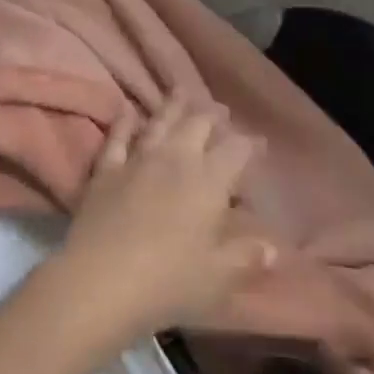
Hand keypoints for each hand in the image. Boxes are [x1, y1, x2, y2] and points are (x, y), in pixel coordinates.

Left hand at [52, 95, 275, 346]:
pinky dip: (123, 122)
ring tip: (181, 91)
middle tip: (220, 110)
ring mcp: (137, 160)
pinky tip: (126, 111)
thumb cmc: (169, 282)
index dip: (250, 145)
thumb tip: (272, 247)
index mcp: (208, 182)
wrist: (101, 278)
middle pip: (197, 126)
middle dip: (212, 116)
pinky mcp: (106, 170)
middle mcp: (175, 160)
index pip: (236, 152)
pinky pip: (117, 138)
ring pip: (159, 123)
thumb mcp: (217, 278)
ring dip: (173, 106)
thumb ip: (245, 258)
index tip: (259, 142)